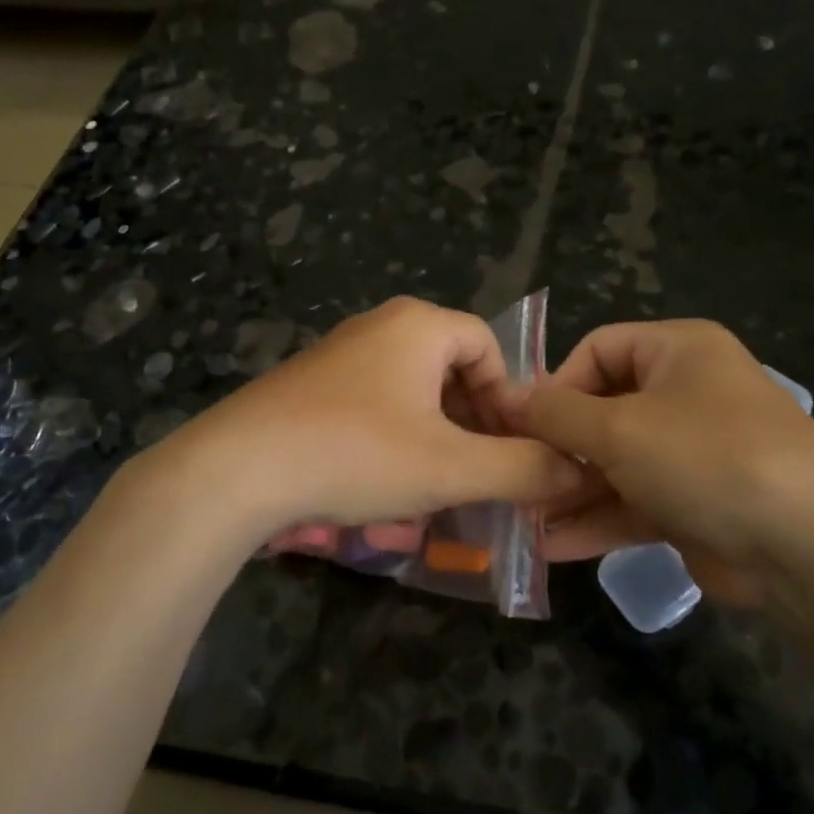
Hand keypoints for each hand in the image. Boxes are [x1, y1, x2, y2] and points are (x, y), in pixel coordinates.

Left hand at [128, 297, 585, 544]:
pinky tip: (384, 486)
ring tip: (437, 488)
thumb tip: (577, 472)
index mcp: (418, 326)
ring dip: (435, 437)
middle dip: (473, 423)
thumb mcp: (451, 468)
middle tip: (478, 474)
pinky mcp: (308, 386)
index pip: (489, 346)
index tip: (509, 450)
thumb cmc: (357, 454)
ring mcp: (338, 355)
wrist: (237, 469)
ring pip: (410, 392)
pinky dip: (394, 439)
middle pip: (450, 368)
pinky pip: (372, 404)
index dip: (509, 399)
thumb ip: (523, 469)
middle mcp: (378, 327)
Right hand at [511, 320, 813, 605]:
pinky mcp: (693, 502)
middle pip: (602, 409)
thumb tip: (505, 397)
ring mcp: (691, 451)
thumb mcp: (619, 429)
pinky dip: (598, 520)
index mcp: (678, 351)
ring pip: (615, 462)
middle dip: (557, 447)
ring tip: (524, 517)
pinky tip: (553, 546)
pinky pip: (634, 501)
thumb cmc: (706, 459)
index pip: (598, 349)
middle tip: (517, 477)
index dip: (556, 383)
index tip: (524, 425)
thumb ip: (555, 414)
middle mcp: (685, 393)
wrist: (806, 548)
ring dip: (571, 489)